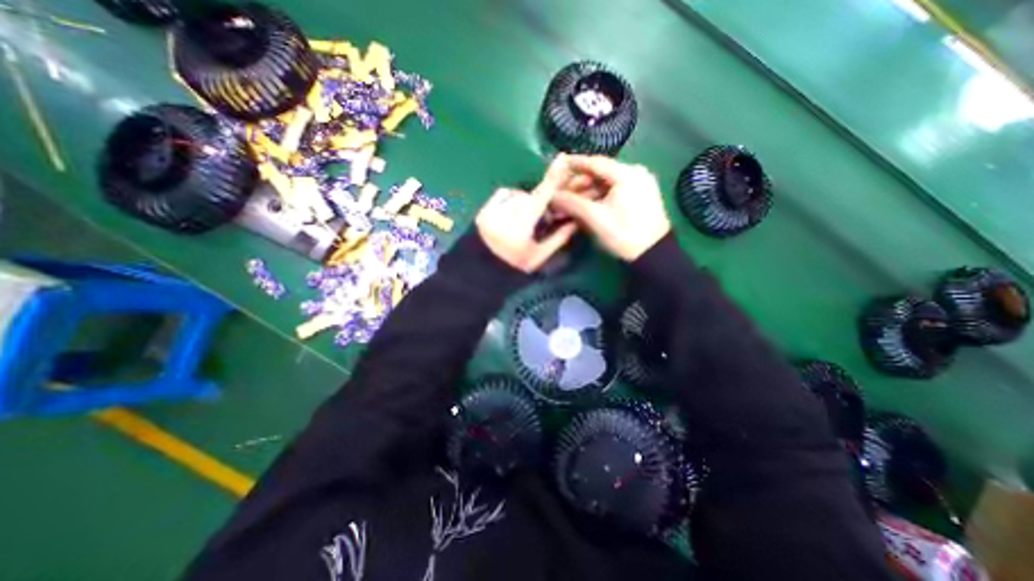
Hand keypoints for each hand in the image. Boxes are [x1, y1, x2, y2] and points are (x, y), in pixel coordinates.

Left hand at [476, 155, 578, 272]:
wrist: (481, 271)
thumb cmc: (514, 266)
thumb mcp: (539, 256)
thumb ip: (559, 238)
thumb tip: (575, 222)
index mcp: (524, 222)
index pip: (543, 194)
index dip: (554, 176)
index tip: (563, 158)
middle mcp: (507, 210)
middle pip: (531, 197)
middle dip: (538, 206)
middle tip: (538, 224)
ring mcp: (492, 208)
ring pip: (517, 196)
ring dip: (524, 205)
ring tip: (520, 224)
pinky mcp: (484, 209)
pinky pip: (503, 196)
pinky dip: (509, 202)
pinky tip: (508, 217)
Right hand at [548, 156, 669, 260]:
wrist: (653, 254)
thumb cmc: (624, 234)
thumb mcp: (596, 218)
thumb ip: (572, 203)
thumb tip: (552, 196)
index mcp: (628, 174)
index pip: (595, 163)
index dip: (574, 164)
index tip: (557, 166)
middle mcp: (635, 174)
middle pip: (599, 175)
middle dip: (577, 187)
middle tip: (559, 197)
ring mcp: (639, 185)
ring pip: (604, 186)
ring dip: (584, 195)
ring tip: (566, 207)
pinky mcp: (639, 197)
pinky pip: (612, 193)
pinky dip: (596, 200)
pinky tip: (582, 209)